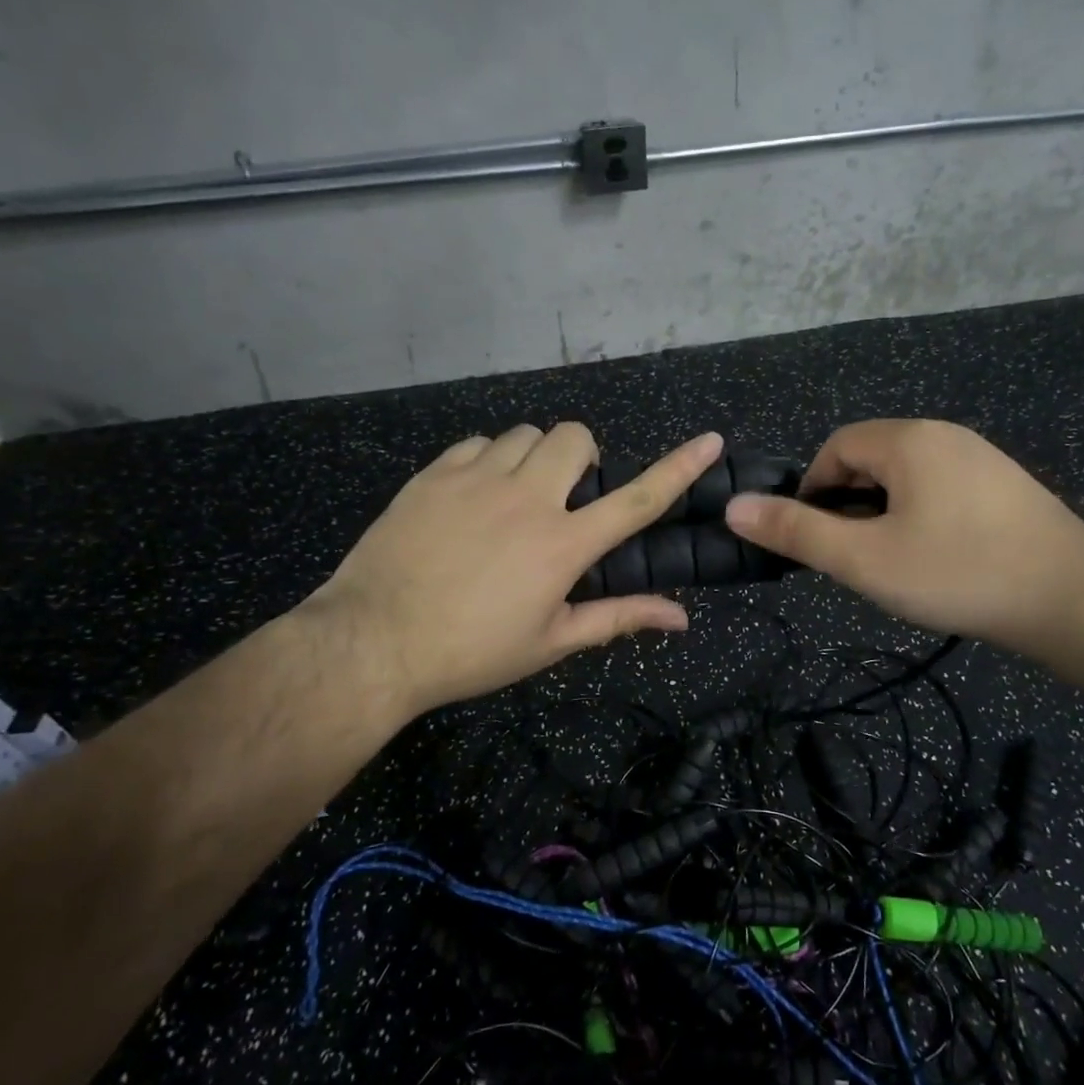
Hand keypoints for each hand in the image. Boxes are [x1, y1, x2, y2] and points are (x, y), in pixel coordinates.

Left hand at [300, 424, 723, 714]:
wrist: (372, 643)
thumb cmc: (472, 651)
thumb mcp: (551, 642)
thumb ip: (619, 618)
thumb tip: (680, 617)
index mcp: (563, 544)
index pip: (638, 498)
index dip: (680, 467)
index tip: (710, 440)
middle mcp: (528, 498)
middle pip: (575, 438)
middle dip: (583, 457)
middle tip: (566, 496)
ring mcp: (477, 479)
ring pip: (525, 434)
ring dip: (535, 458)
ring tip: (516, 496)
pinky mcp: (434, 474)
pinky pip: (477, 443)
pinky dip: (488, 460)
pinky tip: (474, 495)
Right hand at [724, 419, 1083, 656]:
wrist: (1073, 599)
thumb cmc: (957, 572)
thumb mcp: (864, 559)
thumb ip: (797, 532)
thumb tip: (735, 507)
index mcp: (907, 440)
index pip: (835, 447)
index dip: (812, 490)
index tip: (816, 539)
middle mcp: (944, 434)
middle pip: (871, 458)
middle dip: (849, 503)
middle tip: (855, 557)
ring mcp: (981, 457)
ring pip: (907, 476)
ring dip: (885, 512)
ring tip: (894, 563)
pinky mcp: (1006, 485)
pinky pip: (942, 488)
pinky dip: (922, 515)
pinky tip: (939, 559)